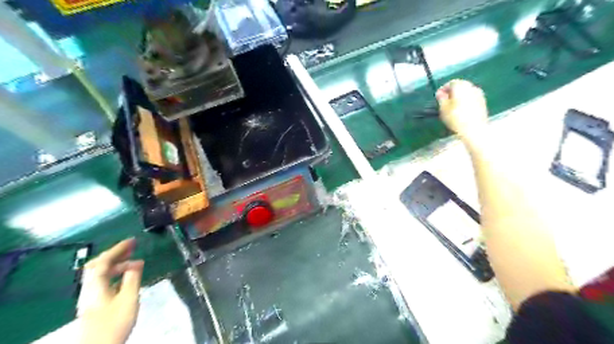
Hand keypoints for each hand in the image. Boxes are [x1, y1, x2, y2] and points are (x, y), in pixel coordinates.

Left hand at [78, 238, 142, 343]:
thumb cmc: (114, 322)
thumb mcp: (128, 299)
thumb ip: (132, 279)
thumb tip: (137, 263)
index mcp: (96, 285)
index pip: (104, 261)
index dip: (118, 249)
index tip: (133, 240)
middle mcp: (89, 289)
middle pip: (98, 266)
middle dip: (115, 254)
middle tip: (132, 248)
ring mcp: (90, 297)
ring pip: (100, 274)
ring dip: (116, 265)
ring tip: (135, 262)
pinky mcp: (94, 304)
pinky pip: (104, 282)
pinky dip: (115, 274)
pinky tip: (127, 278)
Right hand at [437, 80, 489, 141]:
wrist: (474, 129)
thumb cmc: (455, 117)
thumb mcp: (443, 108)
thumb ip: (441, 98)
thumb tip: (440, 93)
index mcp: (461, 86)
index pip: (451, 82)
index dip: (443, 89)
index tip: (438, 96)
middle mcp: (471, 87)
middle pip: (460, 86)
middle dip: (452, 92)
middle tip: (444, 101)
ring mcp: (479, 94)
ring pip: (466, 92)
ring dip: (459, 96)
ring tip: (452, 106)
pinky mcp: (483, 102)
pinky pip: (472, 98)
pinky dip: (466, 101)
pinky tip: (461, 110)